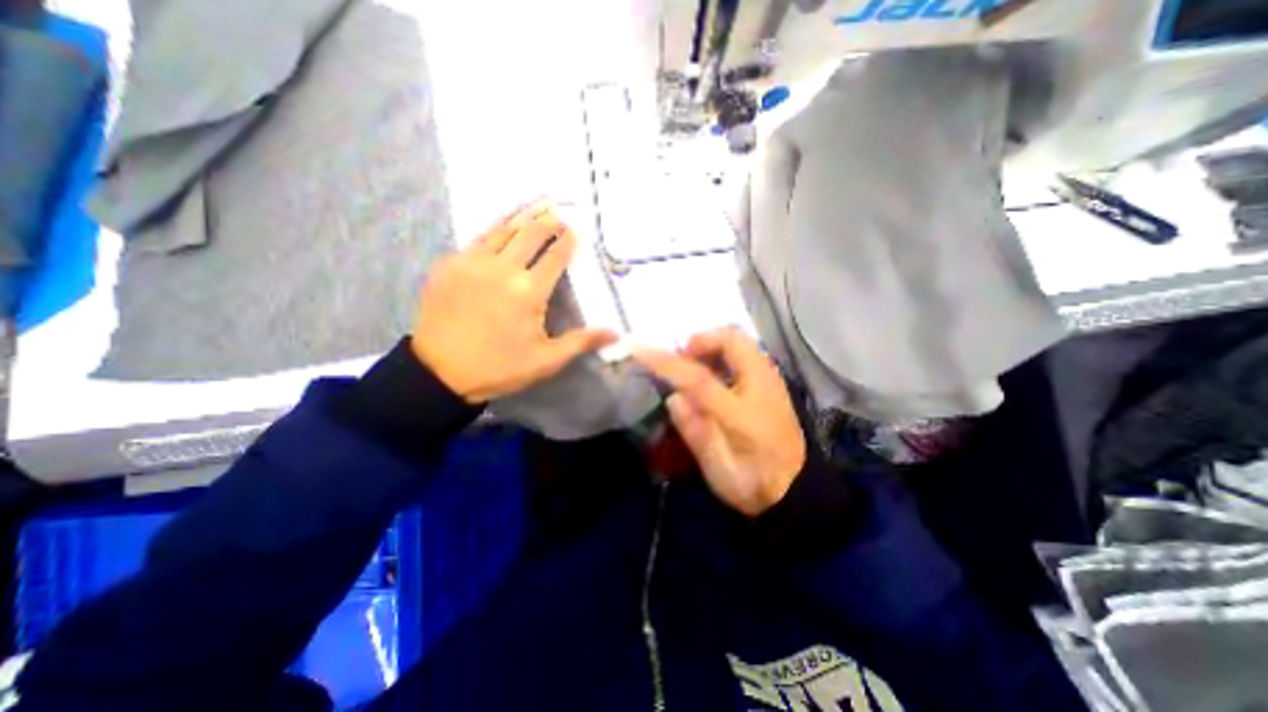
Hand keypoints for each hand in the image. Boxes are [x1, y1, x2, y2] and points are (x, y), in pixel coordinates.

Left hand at [412, 204, 619, 403]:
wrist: (440, 372)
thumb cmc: (500, 367)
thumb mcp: (546, 360)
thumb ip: (581, 342)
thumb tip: (616, 334)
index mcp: (528, 291)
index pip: (555, 256)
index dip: (568, 241)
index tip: (576, 232)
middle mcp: (502, 268)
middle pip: (531, 233)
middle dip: (549, 221)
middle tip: (560, 213)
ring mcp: (472, 262)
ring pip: (504, 228)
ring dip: (524, 215)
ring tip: (538, 204)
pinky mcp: (450, 263)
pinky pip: (478, 237)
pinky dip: (496, 226)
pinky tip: (504, 223)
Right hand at [630, 327, 799, 516]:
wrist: (797, 490)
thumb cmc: (753, 483)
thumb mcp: (717, 469)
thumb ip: (694, 430)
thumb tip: (674, 397)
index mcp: (742, 412)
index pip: (697, 377)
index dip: (665, 362)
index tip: (637, 349)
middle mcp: (761, 385)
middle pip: (730, 339)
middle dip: (700, 341)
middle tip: (683, 362)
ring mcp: (771, 380)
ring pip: (740, 341)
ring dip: (713, 345)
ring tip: (696, 366)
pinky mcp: (773, 382)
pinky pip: (746, 351)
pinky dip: (725, 352)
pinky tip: (716, 375)